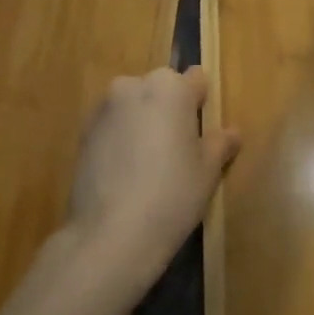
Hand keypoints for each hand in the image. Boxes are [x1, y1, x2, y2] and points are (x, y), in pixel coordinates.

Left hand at [62, 66, 239, 298]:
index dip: (202, 105)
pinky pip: (112, 126)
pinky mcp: (82, 133)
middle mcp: (134, 86)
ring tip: (148, 166)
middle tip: (178, 151)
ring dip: (143, 124)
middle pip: (161, 89)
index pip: (196, 80)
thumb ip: (219, 144)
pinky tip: (125, 174)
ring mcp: (103, 108)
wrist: (109, 234)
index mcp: (171, 87)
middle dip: (170, 111)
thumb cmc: (172, 194)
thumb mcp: (208, 171)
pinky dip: (121, 139)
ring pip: (134, 107)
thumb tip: (231, 133)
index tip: (202, 133)